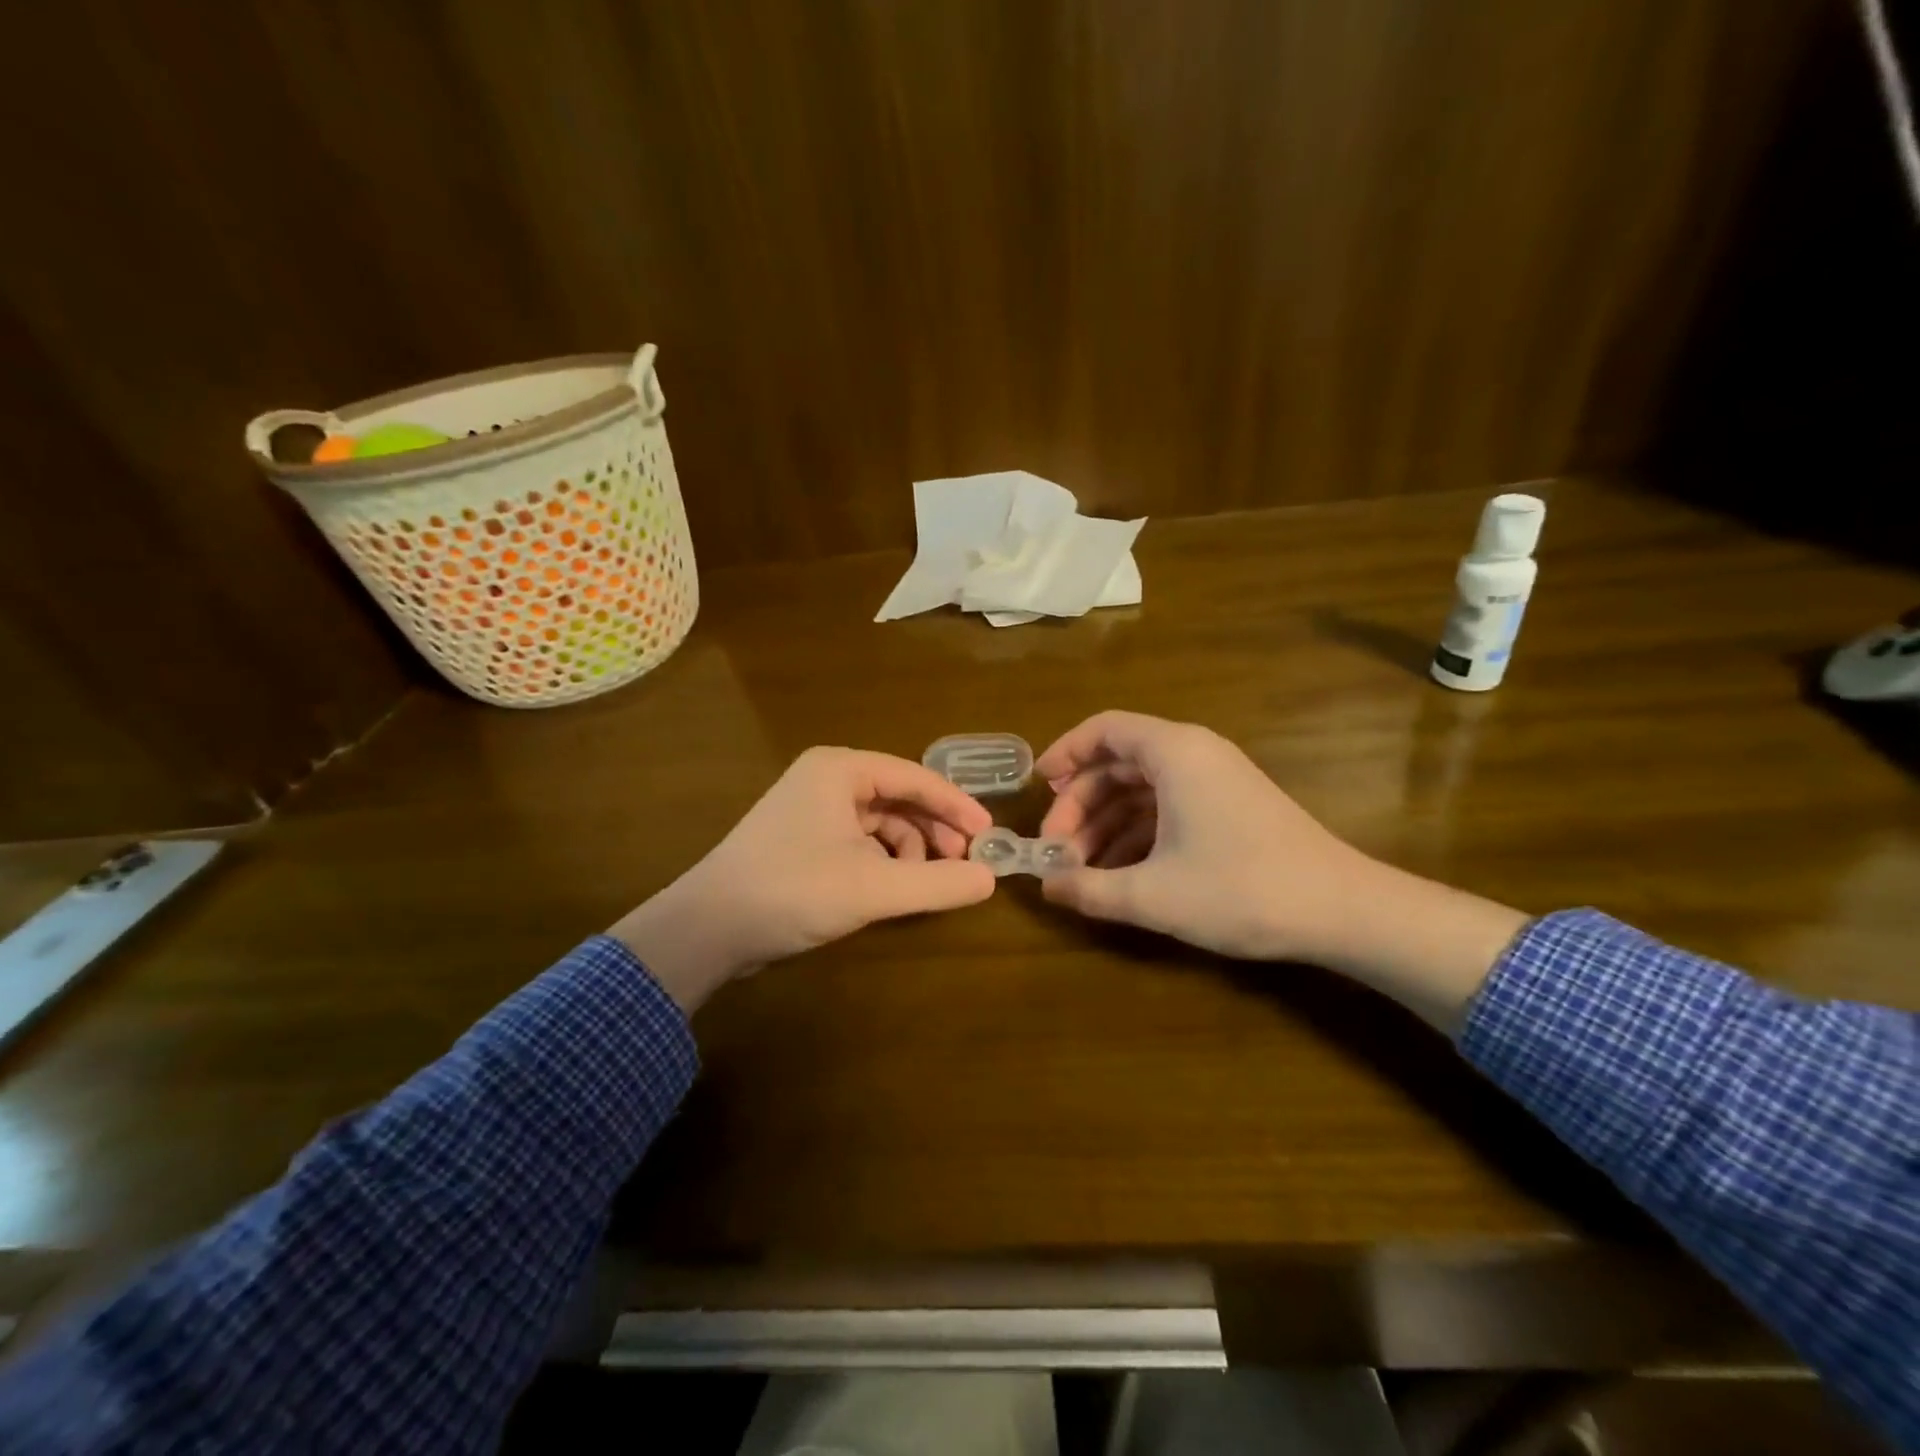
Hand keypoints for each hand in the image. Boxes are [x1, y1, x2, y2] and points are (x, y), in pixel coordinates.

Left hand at [611, 747, 995, 1011]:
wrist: (708, 928)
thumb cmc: (793, 890)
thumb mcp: (875, 888)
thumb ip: (938, 883)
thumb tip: (991, 879)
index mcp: (841, 770)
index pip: (916, 777)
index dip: (957, 806)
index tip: (990, 835)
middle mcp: (827, 779)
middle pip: (900, 798)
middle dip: (934, 831)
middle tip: (965, 864)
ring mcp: (812, 809)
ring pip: (881, 823)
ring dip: (910, 851)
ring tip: (924, 885)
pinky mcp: (803, 840)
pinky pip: (860, 842)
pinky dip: (883, 863)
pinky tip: (892, 890)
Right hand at [1036, 711, 1526, 1028]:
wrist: (1343, 911)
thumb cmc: (1241, 890)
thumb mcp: (1153, 895)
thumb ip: (1090, 889)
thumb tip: (1046, 886)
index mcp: (1174, 753)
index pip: (1104, 729)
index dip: (1065, 754)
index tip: (1038, 789)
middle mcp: (1194, 754)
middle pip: (1119, 763)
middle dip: (1081, 805)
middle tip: (1057, 850)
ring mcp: (1216, 781)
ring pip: (1142, 789)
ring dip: (1107, 825)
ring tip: (1082, 870)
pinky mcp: (1230, 808)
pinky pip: (1168, 807)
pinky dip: (1138, 834)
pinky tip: (1121, 874)